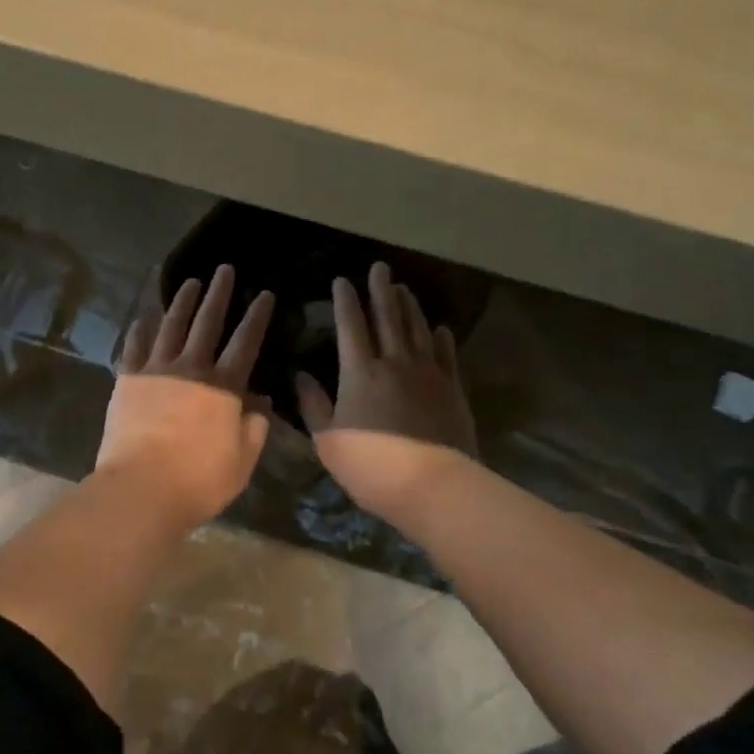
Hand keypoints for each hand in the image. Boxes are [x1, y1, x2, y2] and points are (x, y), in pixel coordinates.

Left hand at [99, 264, 276, 526]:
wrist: (141, 487)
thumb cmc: (199, 480)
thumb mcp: (242, 461)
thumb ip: (255, 428)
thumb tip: (261, 402)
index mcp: (224, 386)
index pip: (245, 342)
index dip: (257, 316)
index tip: (264, 293)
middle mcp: (191, 368)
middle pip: (207, 322)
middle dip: (218, 294)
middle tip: (224, 270)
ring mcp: (156, 370)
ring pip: (171, 326)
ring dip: (182, 302)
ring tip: (190, 282)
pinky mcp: (127, 380)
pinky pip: (135, 346)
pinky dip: (141, 329)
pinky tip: (144, 317)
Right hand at [297, 262, 477, 523]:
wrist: (433, 486)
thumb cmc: (371, 466)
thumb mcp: (328, 440)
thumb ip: (314, 405)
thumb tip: (300, 375)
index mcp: (360, 372)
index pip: (351, 326)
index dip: (345, 301)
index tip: (342, 280)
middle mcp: (395, 363)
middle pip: (388, 317)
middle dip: (381, 290)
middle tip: (380, 267)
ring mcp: (428, 374)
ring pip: (417, 329)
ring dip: (409, 306)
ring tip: (403, 288)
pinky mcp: (452, 389)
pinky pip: (446, 355)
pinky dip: (442, 338)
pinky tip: (440, 328)